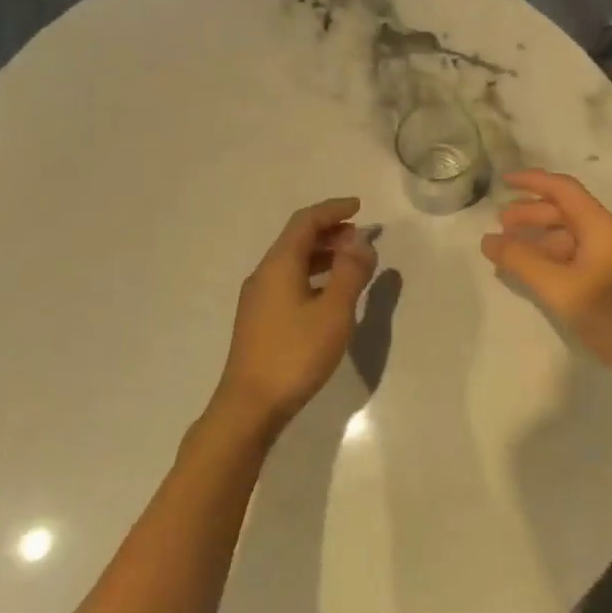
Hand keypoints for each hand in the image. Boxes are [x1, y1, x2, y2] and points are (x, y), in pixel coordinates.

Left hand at [212, 197, 378, 442]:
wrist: (250, 405)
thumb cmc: (295, 355)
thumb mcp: (333, 312)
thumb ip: (350, 273)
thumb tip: (360, 241)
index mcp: (279, 265)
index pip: (305, 221)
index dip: (333, 210)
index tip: (359, 206)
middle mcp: (264, 274)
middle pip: (297, 239)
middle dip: (330, 232)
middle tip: (361, 239)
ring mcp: (258, 298)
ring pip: (293, 262)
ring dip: (322, 255)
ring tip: (352, 263)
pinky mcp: (260, 319)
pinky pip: (289, 281)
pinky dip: (313, 275)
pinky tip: (329, 294)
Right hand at [480, 170, 611, 375]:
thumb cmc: (610, 316)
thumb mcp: (559, 287)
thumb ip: (521, 261)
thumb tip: (487, 239)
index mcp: (600, 227)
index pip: (563, 190)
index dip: (533, 181)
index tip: (503, 182)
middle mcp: (606, 236)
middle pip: (565, 212)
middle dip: (531, 212)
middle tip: (500, 223)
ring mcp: (609, 260)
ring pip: (568, 237)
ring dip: (538, 237)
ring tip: (508, 248)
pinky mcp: (609, 282)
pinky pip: (573, 258)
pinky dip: (548, 258)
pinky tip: (532, 274)